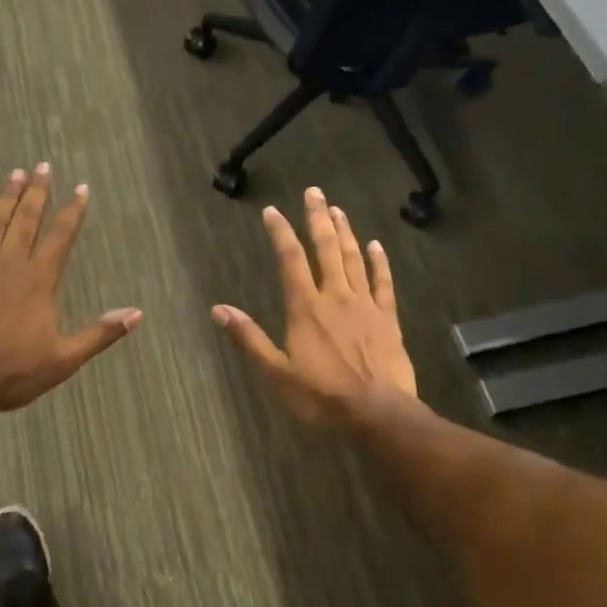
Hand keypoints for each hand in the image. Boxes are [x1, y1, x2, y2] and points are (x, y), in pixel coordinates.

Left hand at [0, 165, 142, 411]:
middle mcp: (11, 264)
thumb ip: (100, 333)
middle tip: (43, 166)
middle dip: (38, 192)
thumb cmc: (15, 372)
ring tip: (15, 174)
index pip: (61, 237)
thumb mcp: (65, 358)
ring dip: (7, 197)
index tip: (80, 188)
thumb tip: (137, 314)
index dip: (73, 211)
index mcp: (40, 280)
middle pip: (27, 220)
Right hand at [212, 188, 417, 424]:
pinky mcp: (388, 319)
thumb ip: (249, 338)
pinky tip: (376, 245)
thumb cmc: (321, 396)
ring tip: (338, 209)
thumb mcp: (276, 373)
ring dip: (345, 232)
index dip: (281, 232)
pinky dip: (379, 262)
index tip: (272, 211)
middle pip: (326, 249)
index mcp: (305, 308)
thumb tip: (218, 310)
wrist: (378, 414)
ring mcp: (365, 305)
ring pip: (354, 259)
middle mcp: (335, 297)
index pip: (290, 259)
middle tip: (315, 192)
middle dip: (318, 219)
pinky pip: (383, 283)